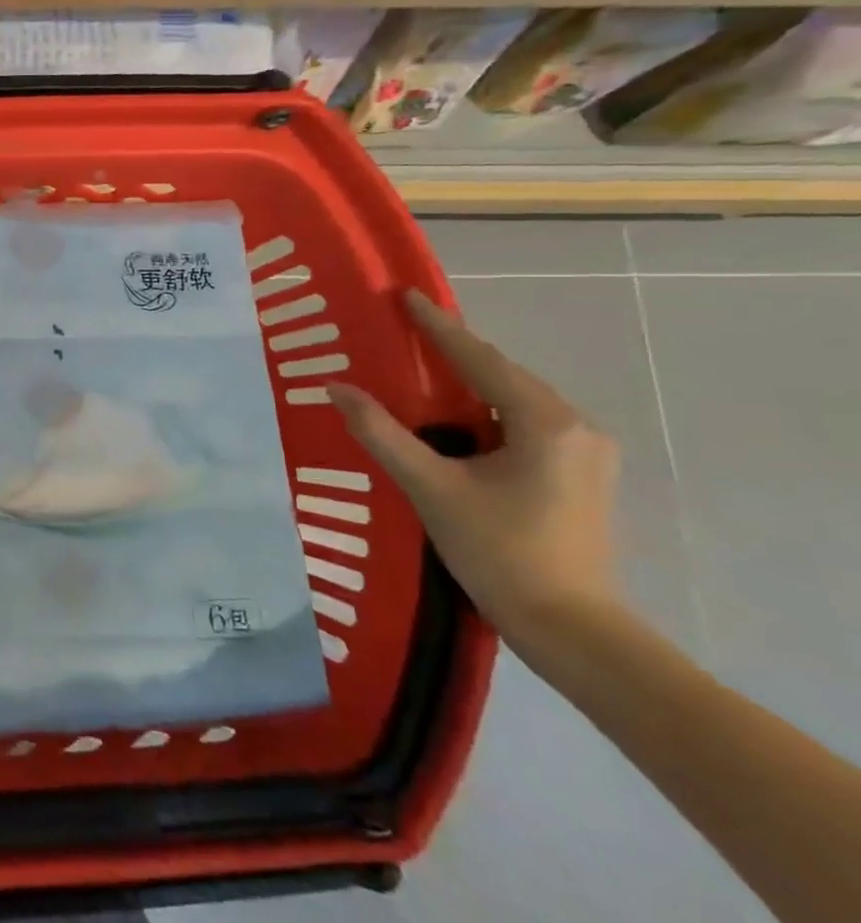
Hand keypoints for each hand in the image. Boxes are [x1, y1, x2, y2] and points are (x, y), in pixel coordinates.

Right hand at [326, 290, 623, 656]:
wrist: (569, 627)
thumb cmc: (499, 551)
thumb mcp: (431, 488)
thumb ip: (382, 434)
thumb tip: (337, 388)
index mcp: (546, 423)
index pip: (481, 359)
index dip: (439, 326)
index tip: (407, 295)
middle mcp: (576, 427)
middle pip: (504, 375)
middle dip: (456, 352)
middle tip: (408, 330)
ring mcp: (585, 453)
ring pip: (517, 401)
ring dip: (472, 383)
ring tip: (425, 369)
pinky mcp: (580, 476)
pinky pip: (526, 424)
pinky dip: (488, 411)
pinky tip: (460, 419)